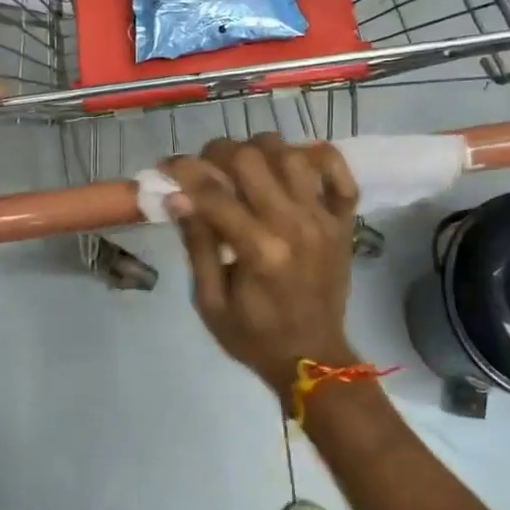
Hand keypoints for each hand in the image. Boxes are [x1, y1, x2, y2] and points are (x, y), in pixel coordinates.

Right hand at [163, 134, 361, 401]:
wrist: (313, 358)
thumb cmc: (254, 336)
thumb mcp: (210, 301)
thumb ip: (198, 244)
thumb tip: (177, 197)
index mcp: (259, 250)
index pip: (213, 192)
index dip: (183, 171)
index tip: (166, 167)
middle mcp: (294, 225)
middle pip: (252, 158)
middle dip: (219, 153)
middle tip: (206, 167)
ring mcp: (323, 219)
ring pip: (291, 154)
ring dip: (261, 150)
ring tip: (245, 167)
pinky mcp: (343, 221)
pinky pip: (341, 173)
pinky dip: (320, 157)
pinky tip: (295, 162)